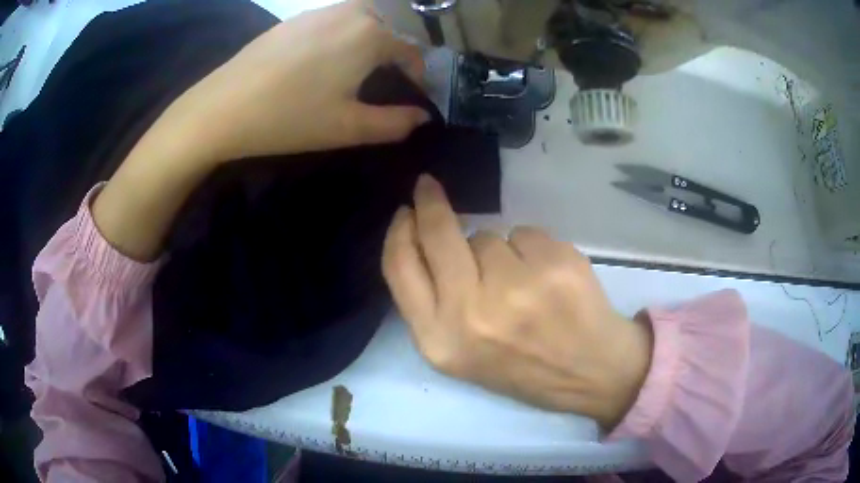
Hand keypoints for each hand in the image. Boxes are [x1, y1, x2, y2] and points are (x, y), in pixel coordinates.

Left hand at [167, 0, 429, 161]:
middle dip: (392, 54)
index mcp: (370, 35)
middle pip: (386, 30)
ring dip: (366, 41)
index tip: (414, 94)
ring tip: (353, 70)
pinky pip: (331, 21)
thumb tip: (422, 118)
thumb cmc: (290, 117)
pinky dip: (339, 36)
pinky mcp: (293, 19)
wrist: (223, 107)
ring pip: (358, 20)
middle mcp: (350, 13)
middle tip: (381, 82)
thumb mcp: (348, 127)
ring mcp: (318, 11)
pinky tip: (320, 60)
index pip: (410, 51)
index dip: (417, 74)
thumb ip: (394, 123)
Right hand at [382, 175, 652, 429]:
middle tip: (428, 186)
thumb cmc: (521, 366)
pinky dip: (531, 249)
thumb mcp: (459, 354)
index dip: (399, 232)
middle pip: (436, 234)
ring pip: (487, 236)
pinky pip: (523, 232)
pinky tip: (547, 279)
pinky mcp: (554, 264)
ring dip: (497, 251)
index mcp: (439, 341)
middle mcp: (470, 313)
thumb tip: (420, 236)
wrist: (589, 372)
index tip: (405, 211)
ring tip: (522, 286)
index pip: (400, 268)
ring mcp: (516, 287)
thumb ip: (431, 303)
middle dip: (430, 203)